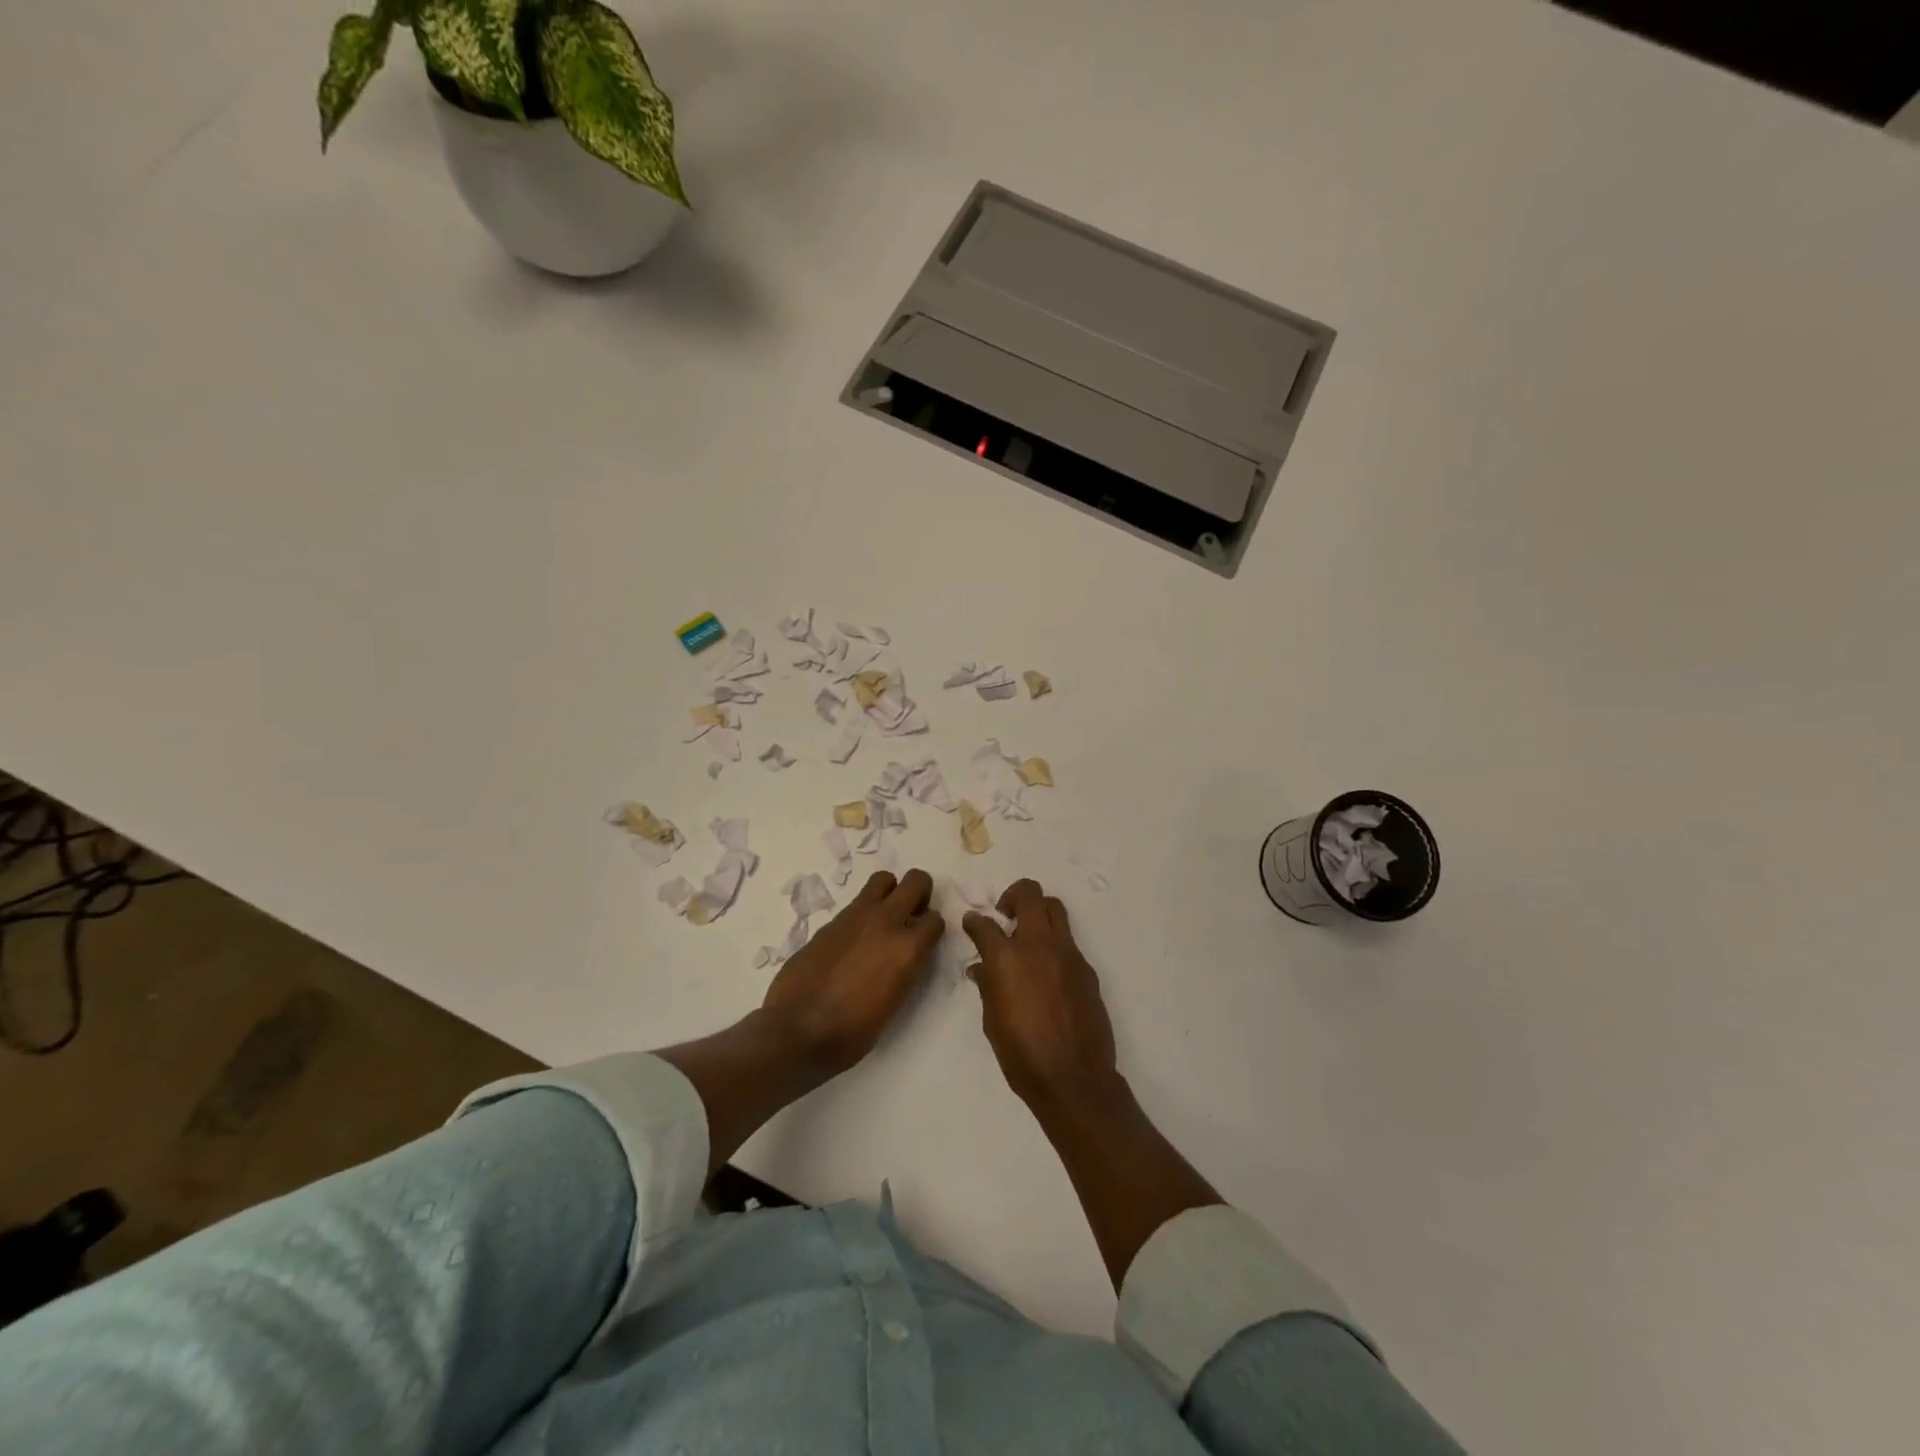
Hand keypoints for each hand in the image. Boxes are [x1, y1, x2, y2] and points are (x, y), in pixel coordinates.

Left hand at [762, 869, 943, 1075]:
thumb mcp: (895, 1002)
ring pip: (884, 879)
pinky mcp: (831, 921)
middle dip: (920, 892)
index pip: (936, 920)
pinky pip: (857, 903)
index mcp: (908, 948)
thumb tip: (903, 955)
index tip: (925, 940)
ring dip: (890, 893)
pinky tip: (854, 939)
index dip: (932, 929)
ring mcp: (856, 916)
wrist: (798, 1029)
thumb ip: (905, 968)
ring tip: (884, 918)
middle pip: (915, 881)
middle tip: (912, 913)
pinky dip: (863, 912)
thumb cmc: (853, 1031)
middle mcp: (886, 922)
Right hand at [963, 879, 1122, 1116]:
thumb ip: (988, 986)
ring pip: (1054, 909)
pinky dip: (1054, 945)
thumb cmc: (1022, 1055)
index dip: (974, 921)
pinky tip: (1048, 972)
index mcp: (1007, 959)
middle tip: (1005, 915)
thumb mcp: (992, 1021)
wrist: (1074, 1078)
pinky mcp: (1086, 968)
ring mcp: (1067, 954)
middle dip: (1013, 896)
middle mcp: (1038, 946)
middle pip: (1029, 894)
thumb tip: (982, 968)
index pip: (984, 924)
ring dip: (1038, 912)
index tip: (972, 924)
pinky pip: (1068, 942)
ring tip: (1028, 935)